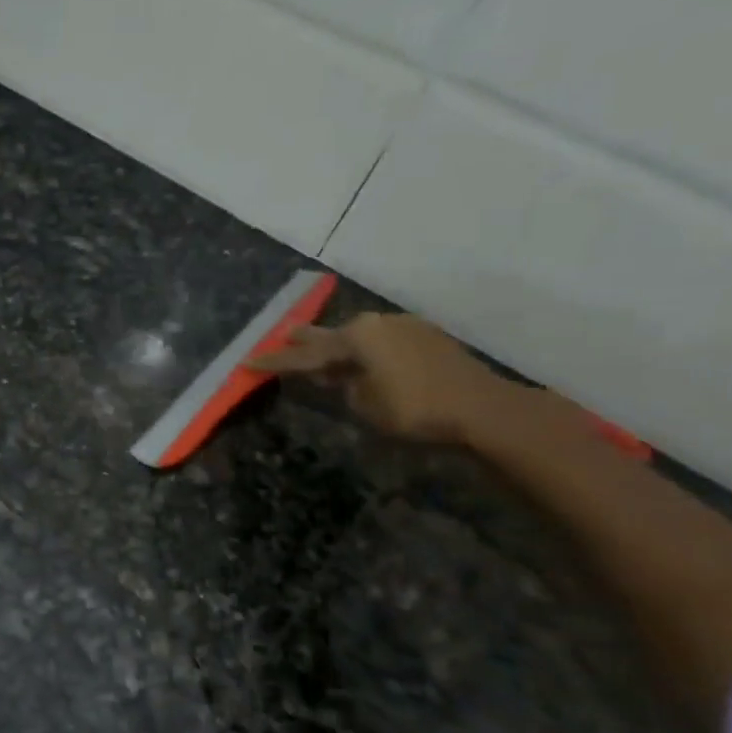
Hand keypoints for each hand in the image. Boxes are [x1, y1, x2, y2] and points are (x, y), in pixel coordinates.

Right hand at [246, 312, 515, 444]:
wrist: (483, 408)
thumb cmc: (414, 408)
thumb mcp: (365, 404)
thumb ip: (344, 386)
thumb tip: (341, 376)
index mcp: (356, 336)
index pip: (305, 354)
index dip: (276, 361)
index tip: (248, 361)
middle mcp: (377, 323)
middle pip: (331, 335)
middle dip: (305, 340)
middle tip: (282, 336)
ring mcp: (404, 327)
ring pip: (358, 337)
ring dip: (338, 346)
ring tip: (320, 352)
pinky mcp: (425, 337)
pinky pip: (381, 341)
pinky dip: (364, 350)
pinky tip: (361, 360)